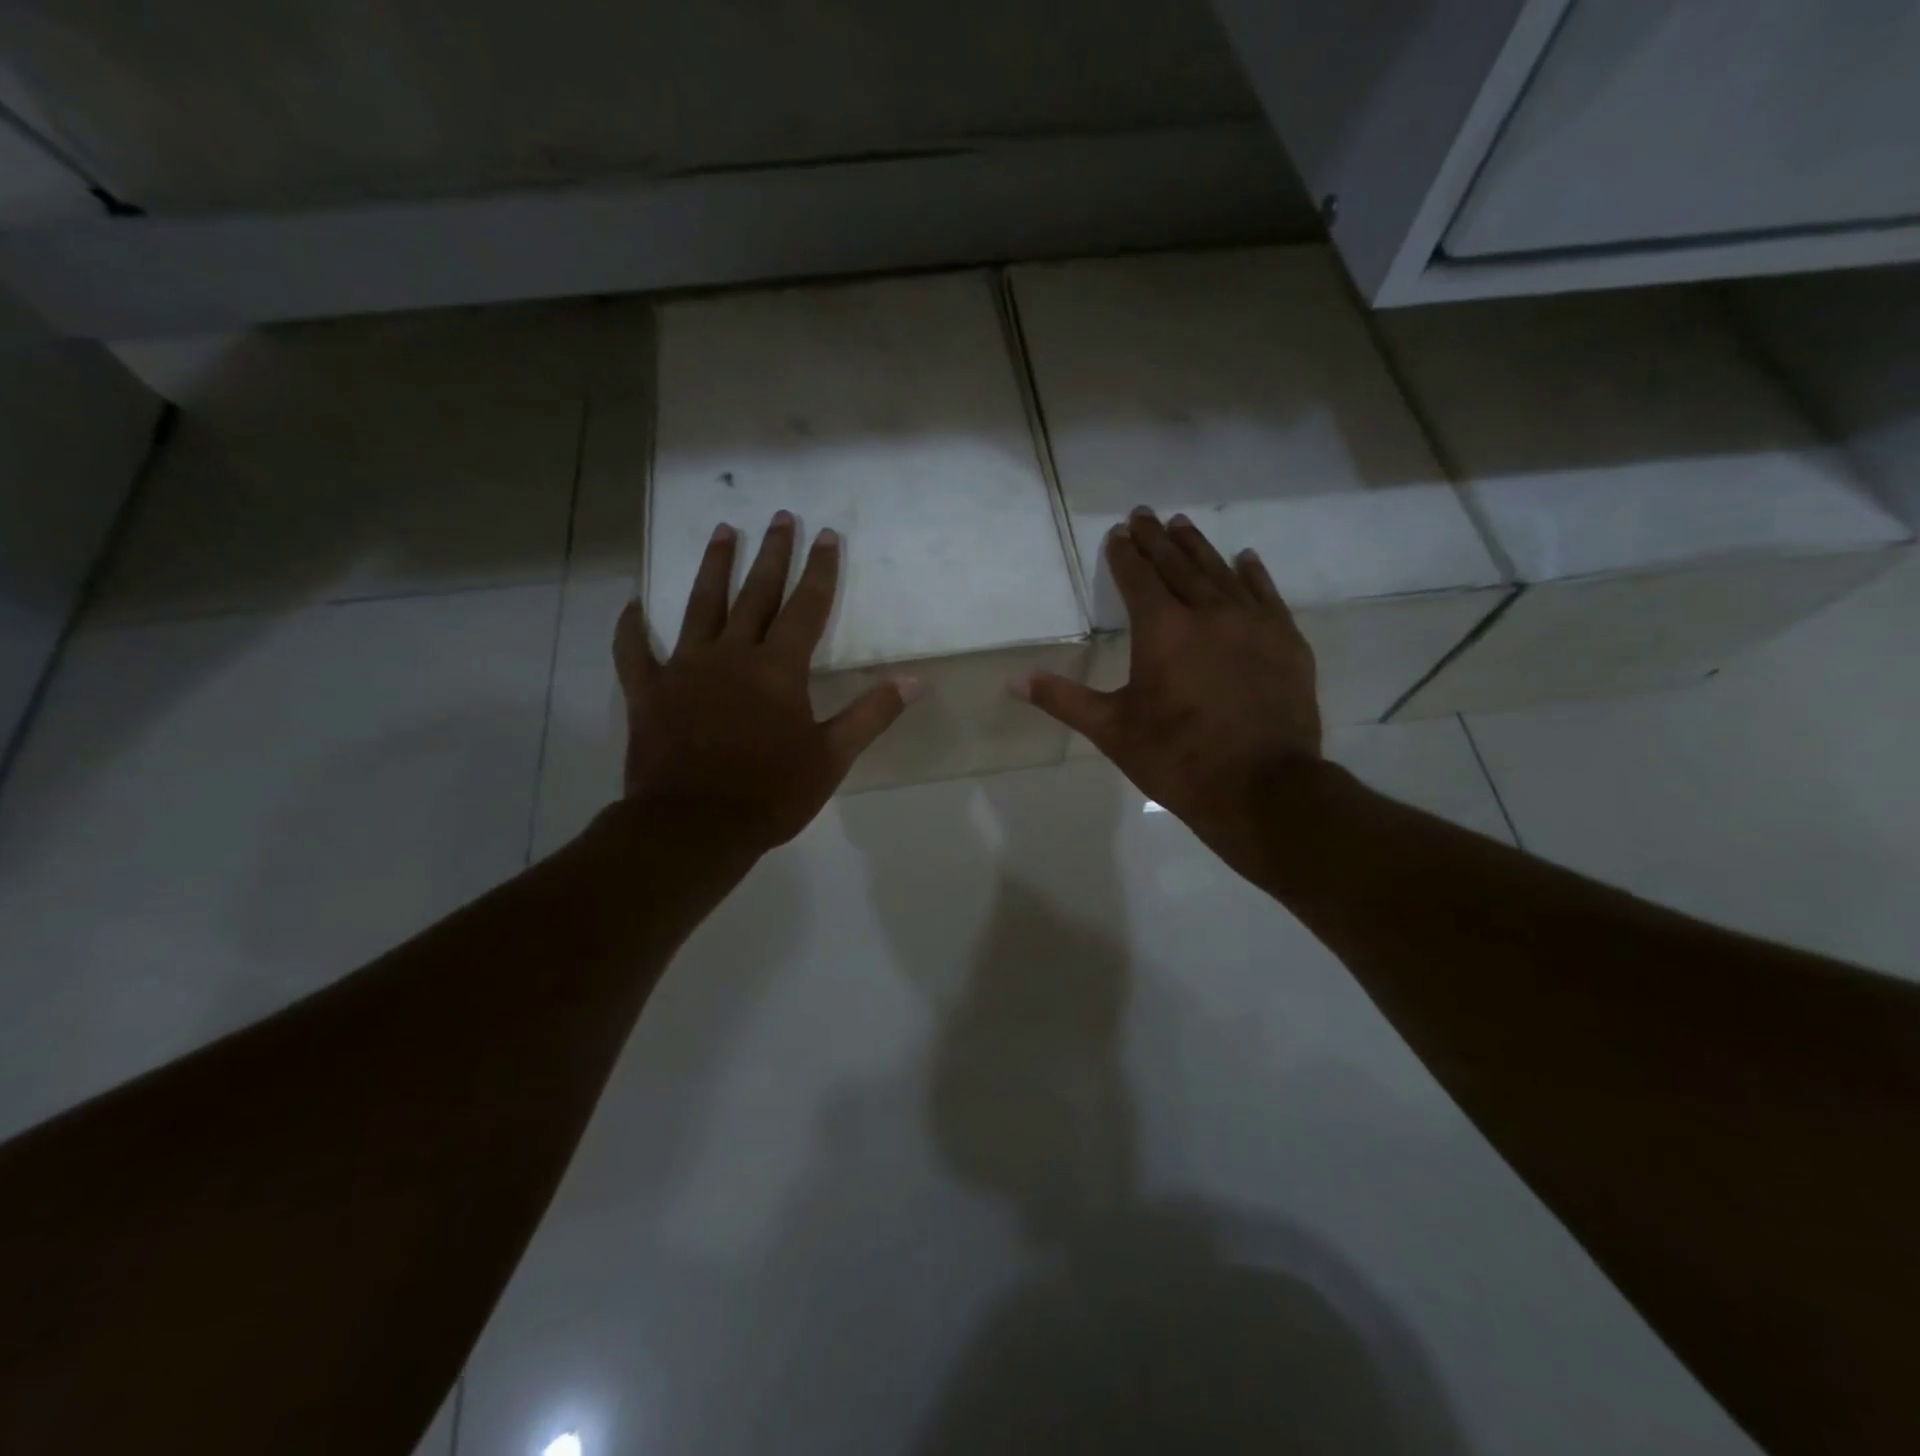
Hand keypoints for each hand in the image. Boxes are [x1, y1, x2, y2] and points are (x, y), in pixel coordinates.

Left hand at [615, 511, 918, 853]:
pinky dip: (631, 628)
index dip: (820, 570)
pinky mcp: (648, 691)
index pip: (806, 607)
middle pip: (755, 593)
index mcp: (778, 669)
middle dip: (772, 554)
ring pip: (700, 606)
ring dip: (713, 567)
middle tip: (779, 516)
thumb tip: (914, 681)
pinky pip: (634, 652)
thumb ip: (871, 714)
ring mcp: (684, 668)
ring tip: (722, 531)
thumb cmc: (770, 793)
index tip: (826, 535)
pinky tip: (631, 605)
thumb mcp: (832, 757)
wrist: (694, 826)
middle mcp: (731, 654)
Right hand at [1016, 507, 1321, 860]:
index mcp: (1162, 630)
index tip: (1118, 532)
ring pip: (1220, 572)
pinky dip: (1253, 573)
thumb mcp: (1112, 731)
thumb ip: (1063, 699)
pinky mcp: (1286, 641)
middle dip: (1157, 539)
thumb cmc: (1177, 758)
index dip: (1125, 554)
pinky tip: (1245, 559)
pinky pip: (1266, 594)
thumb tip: (1014, 680)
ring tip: (1183, 525)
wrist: (1262, 788)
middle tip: (1145, 514)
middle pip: (1178, 565)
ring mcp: (1252, 623)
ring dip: (1198, 547)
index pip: (1138, 579)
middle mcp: (1208, 612)